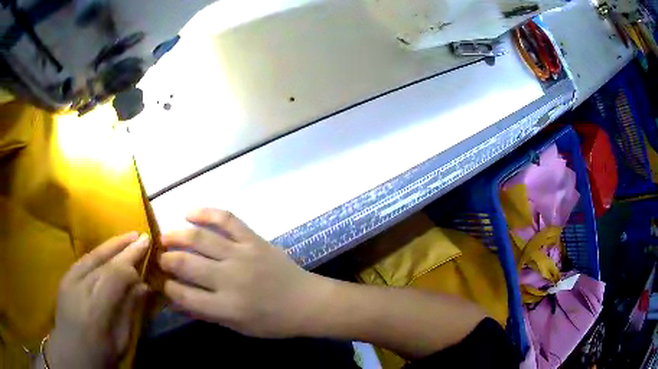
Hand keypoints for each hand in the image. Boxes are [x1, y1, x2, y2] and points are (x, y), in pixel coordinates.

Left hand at [47, 232, 149, 368]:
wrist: (71, 354)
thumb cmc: (100, 354)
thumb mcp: (120, 340)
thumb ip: (129, 311)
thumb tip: (143, 286)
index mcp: (96, 309)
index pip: (115, 275)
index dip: (132, 263)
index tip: (147, 254)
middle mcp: (80, 288)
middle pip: (104, 261)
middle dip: (124, 248)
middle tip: (143, 236)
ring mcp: (69, 281)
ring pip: (92, 256)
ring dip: (111, 245)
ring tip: (128, 236)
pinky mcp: (65, 278)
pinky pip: (83, 261)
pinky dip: (98, 253)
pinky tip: (107, 250)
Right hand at [159, 209, 332, 337]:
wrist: (307, 302)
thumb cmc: (273, 322)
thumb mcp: (238, 326)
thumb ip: (206, 314)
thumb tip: (175, 301)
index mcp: (226, 307)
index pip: (184, 294)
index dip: (166, 286)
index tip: (160, 280)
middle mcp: (229, 279)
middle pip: (185, 264)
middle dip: (166, 260)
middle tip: (159, 258)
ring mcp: (241, 255)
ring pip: (199, 239)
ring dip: (176, 235)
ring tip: (164, 236)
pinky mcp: (254, 240)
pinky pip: (227, 219)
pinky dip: (206, 212)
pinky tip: (189, 212)